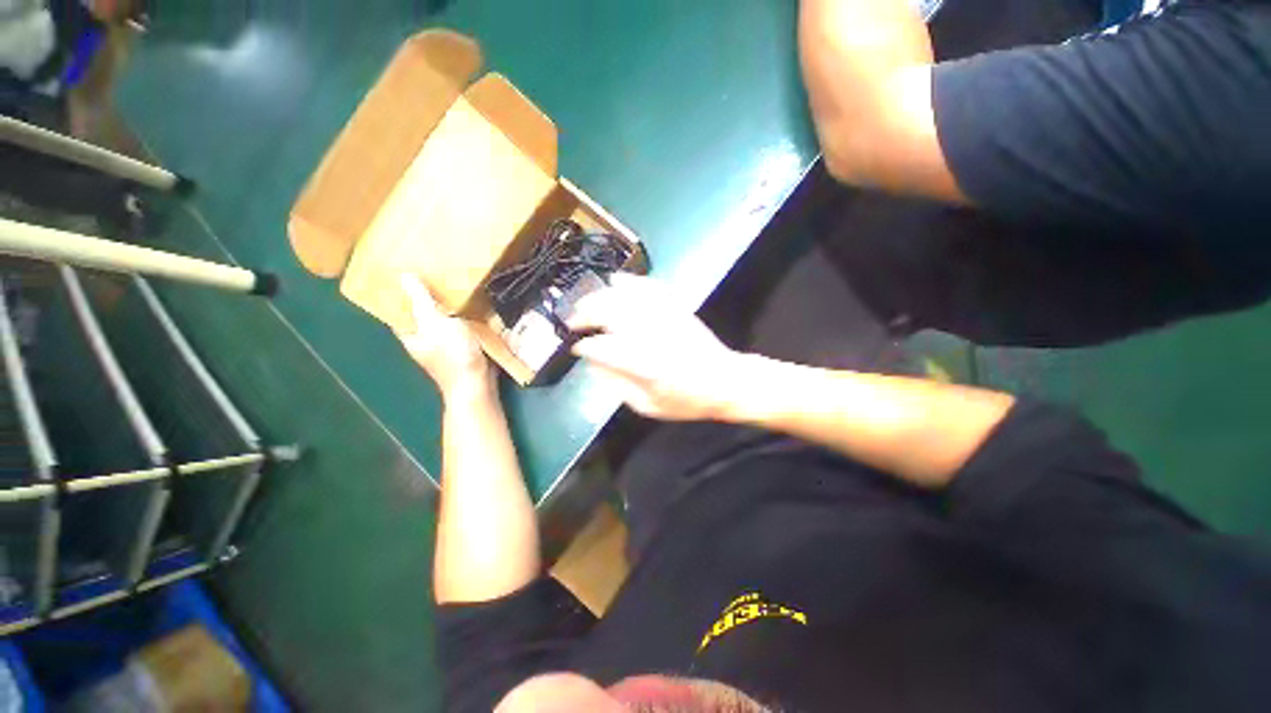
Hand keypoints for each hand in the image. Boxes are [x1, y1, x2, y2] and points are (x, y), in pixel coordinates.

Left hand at [395, 275, 489, 396]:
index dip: (401, 288)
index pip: (399, 306)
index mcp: (410, 332)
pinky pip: (462, 323)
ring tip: (457, 278)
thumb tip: (404, 276)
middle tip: (437, 267)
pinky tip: (475, 302)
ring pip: (444, 316)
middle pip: (423, 310)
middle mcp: (424, 336)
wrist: (477, 382)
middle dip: (429, 292)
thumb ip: (422, 301)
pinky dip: (466, 314)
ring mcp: (445, 341)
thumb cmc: (453, 355)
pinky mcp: (464, 344)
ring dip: (450, 302)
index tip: (408, 267)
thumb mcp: (435, 324)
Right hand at [568, 274, 745, 420]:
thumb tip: (595, 366)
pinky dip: (630, 282)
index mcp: (644, 365)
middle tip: (573, 320)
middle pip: (610, 313)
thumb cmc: (687, 399)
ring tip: (586, 300)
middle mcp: (651, 336)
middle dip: (585, 313)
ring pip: (625, 296)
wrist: (725, 381)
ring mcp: (664, 318)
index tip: (577, 348)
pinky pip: (649, 287)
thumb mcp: (649, 406)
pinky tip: (617, 281)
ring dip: (601, 295)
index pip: (604, 348)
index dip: (585, 346)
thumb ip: (618, 385)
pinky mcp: (675, 308)